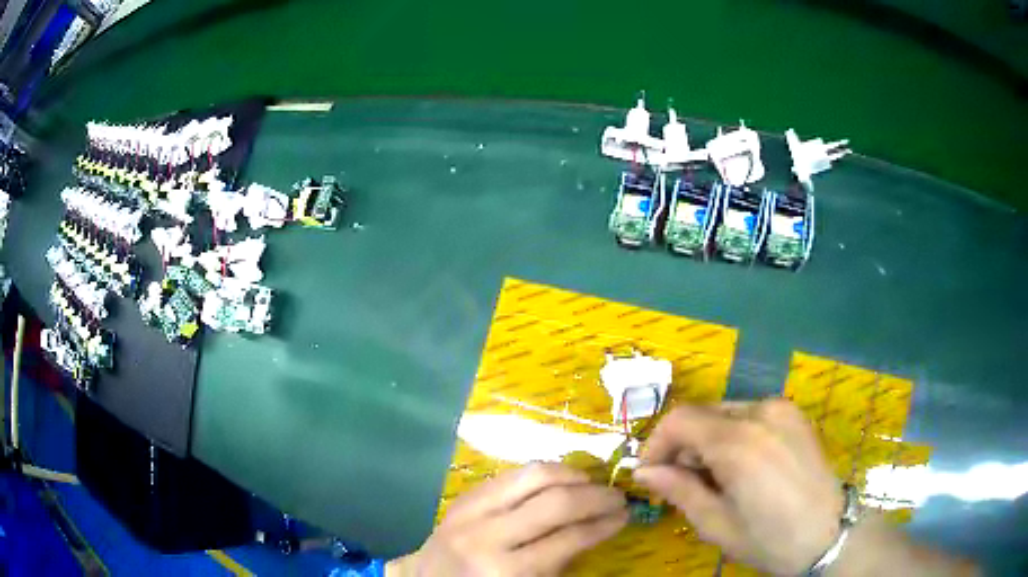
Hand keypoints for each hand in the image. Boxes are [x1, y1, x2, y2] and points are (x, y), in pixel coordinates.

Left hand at [390, 463, 627, 576]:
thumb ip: (562, 560)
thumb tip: (600, 526)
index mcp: (507, 572)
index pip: (569, 539)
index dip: (604, 524)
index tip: (626, 515)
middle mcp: (488, 537)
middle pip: (556, 501)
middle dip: (596, 496)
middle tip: (617, 496)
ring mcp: (471, 511)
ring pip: (534, 474)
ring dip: (572, 474)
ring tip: (592, 482)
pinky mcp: (464, 495)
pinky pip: (512, 473)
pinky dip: (543, 472)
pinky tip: (560, 479)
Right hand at [634, 399, 843, 575]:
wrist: (829, 533)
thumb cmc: (769, 538)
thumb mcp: (716, 524)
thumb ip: (678, 490)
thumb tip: (644, 473)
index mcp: (738, 443)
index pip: (680, 419)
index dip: (656, 444)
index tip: (650, 473)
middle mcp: (760, 412)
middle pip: (702, 413)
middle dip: (682, 444)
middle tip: (681, 481)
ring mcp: (782, 409)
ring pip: (725, 412)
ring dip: (708, 439)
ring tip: (715, 477)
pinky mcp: (794, 414)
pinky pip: (750, 414)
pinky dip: (733, 434)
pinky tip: (742, 466)